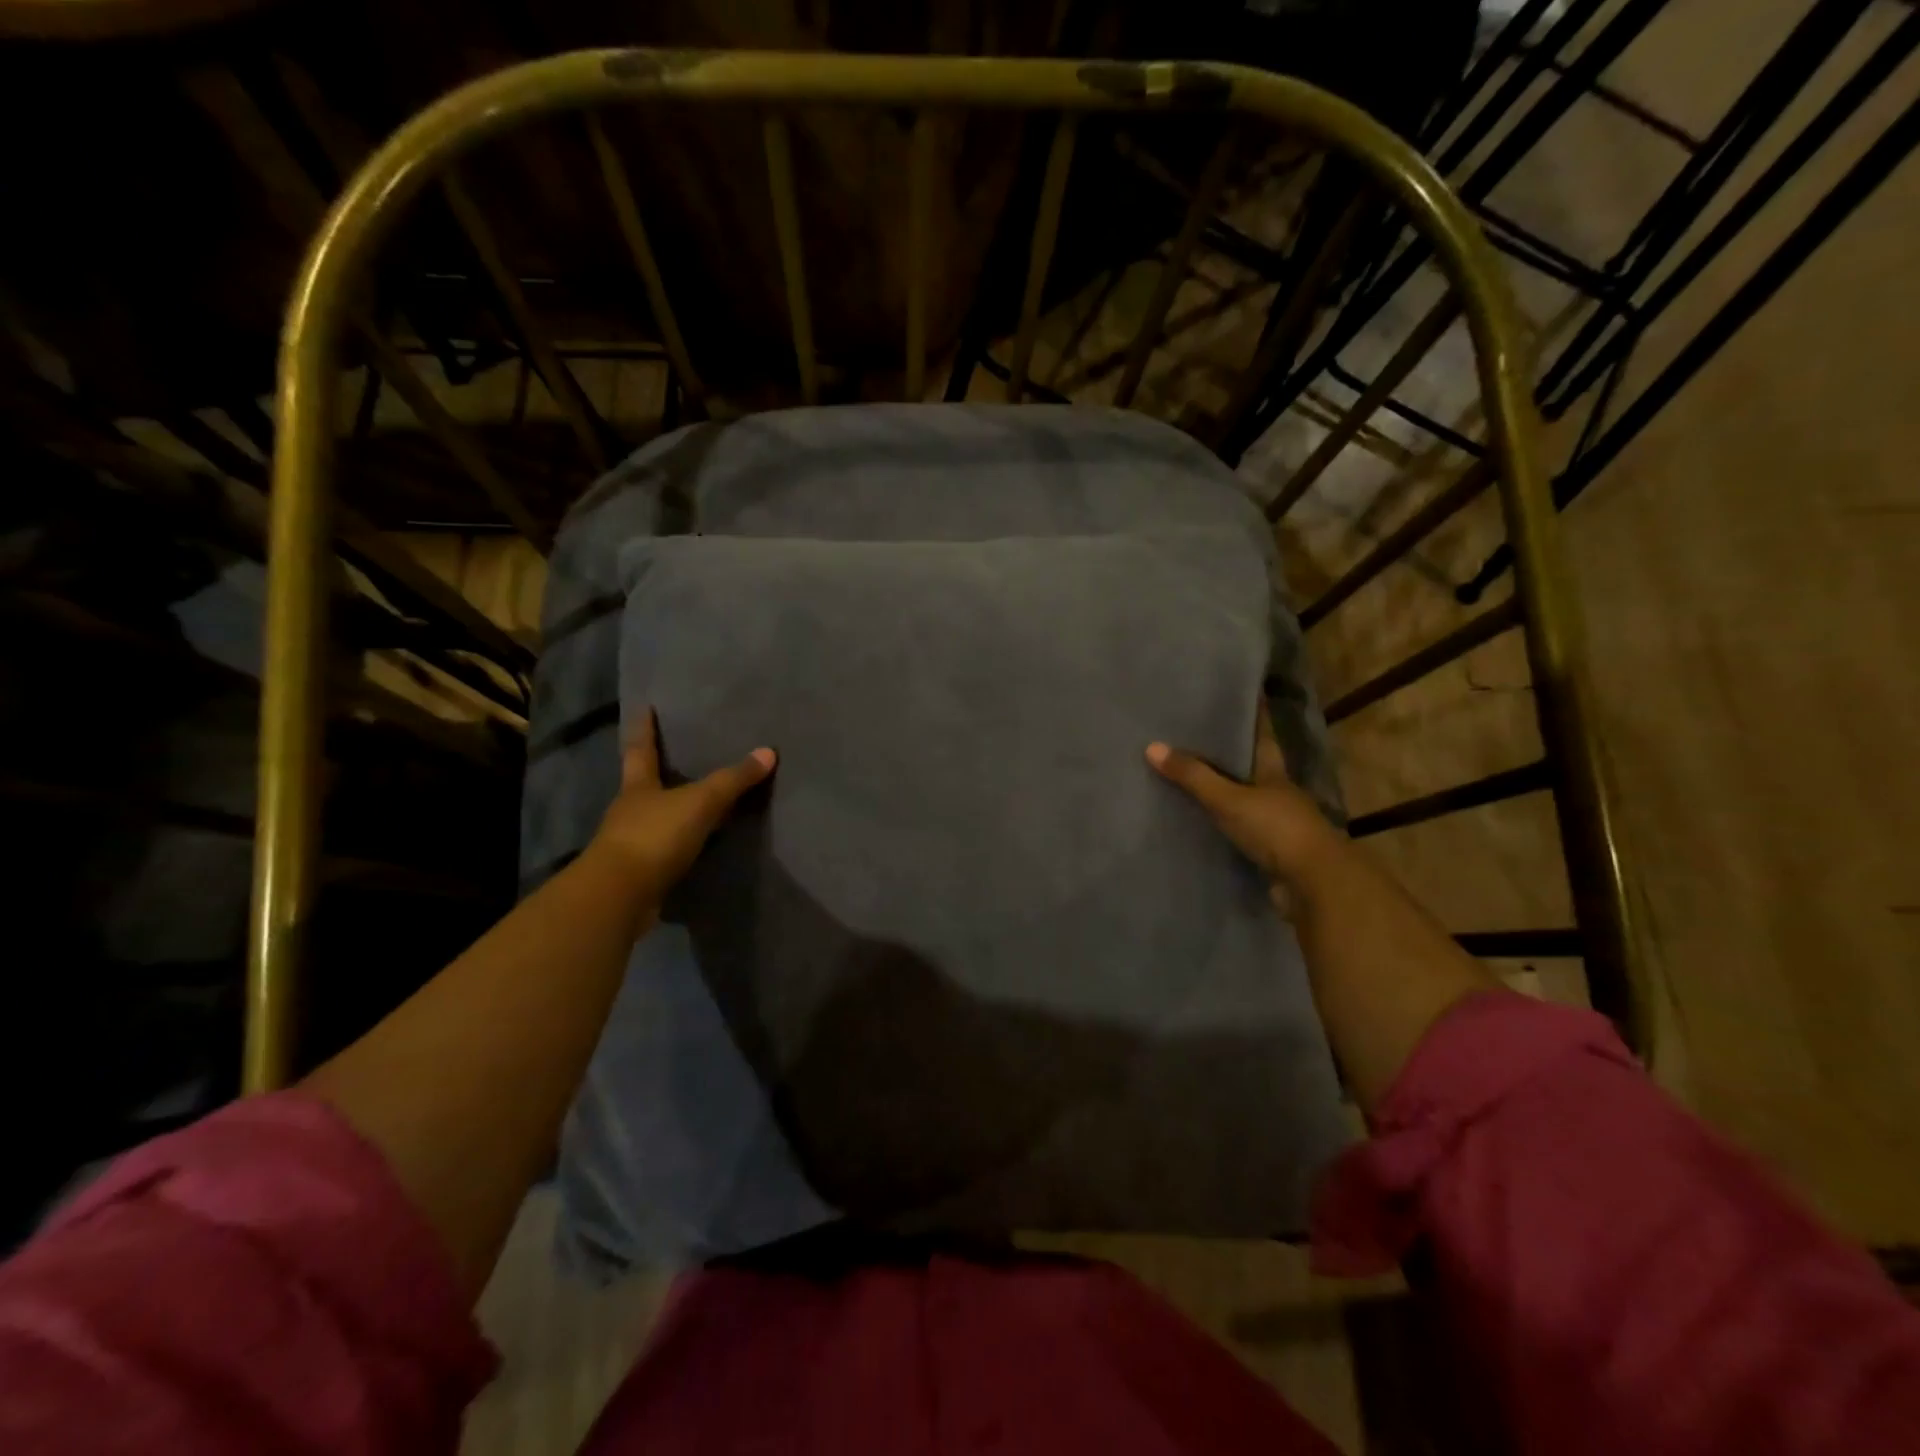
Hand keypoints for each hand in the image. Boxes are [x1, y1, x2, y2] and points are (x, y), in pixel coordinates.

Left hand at [585, 708, 776, 902]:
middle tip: (676, 754)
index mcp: (638, 786)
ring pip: (653, 818)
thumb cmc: (655, 836)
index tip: (644, 707)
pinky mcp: (638, 873)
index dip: (644, 728)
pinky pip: (663, 850)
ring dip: (671, 811)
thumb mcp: (700, 802)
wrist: (619, 896)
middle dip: (657, 770)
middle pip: (644, 783)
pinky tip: (695, 845)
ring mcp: (630, 843)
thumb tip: (768, 751)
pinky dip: (678, 844)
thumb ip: (733, 780)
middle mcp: (629, 810)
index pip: (641, 748)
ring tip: (695, 802)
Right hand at [1146, 708, 1337, 885]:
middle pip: (1251, 767)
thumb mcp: (1229, 799)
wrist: (1314, 884)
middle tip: (1195, 738)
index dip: (1254, 716)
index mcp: (1273, 772)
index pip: (1262, 736)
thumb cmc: (1275, 829)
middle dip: (1229, 755)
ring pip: (1245, 799)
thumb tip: (1151, 746)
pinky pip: (1240, 830)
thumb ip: (1193, 776)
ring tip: (1189, 779)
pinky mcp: (1270, 852)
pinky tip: (1201, 822)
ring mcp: (1277, 824)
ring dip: (1224, 792)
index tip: (1243, 696)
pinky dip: (1223, 825)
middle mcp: (1278, 793)